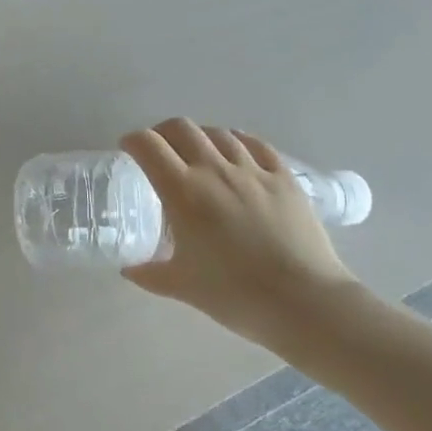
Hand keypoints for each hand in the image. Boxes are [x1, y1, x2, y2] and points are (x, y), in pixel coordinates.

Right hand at [119, 119, 358, 341]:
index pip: (148, 146)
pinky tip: (236, 153)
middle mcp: (215, 170)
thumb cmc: (234, 294)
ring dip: (200, 137)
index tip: (128, 150)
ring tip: (197, 154)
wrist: (303, 302)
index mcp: (183, 192)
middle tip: (158, 151)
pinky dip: (238, 142)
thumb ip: (149, 273)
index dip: (132, 141)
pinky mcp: (285, 178)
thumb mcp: (181, 286)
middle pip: (181, 128)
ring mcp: (254, 171)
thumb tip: (129, 269)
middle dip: (162, 133)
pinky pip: (256, 146)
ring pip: (219, 133)